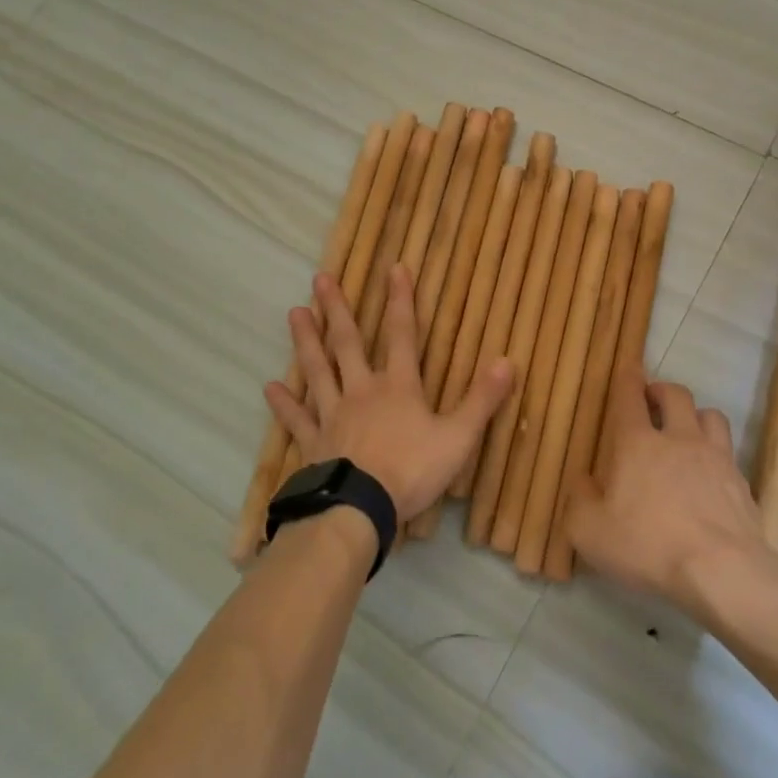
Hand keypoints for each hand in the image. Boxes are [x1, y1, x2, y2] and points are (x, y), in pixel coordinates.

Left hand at [266, 265, 513, 521]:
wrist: (359, 509)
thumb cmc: (412, 471)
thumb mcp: (459, 437)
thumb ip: (482, 400)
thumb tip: (507, 360)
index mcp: (399, 386)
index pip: (403, 334)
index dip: (401, 300)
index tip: (395, 268)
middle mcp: (362, 391)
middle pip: (348, 343)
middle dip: (337, 309)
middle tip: (320, 278)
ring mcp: (334, 415)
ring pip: (318, 370)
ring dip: (306, 342)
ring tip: (294, 313)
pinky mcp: (314, 442)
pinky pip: (297, 419)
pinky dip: (285, 404)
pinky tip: (270, 387)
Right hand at [562, 365, 763, 606]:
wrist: (722, 570)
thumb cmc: (648, 545)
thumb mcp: (590, 531)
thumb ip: (579, 499)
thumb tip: (582, 480)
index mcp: (637, 443)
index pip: (630, 396)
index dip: (628, 378)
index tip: (629, 368)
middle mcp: (678, 438)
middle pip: (675, 394)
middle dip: (662, 390)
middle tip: (653, 401)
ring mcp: (715, 457)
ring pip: (710, 415)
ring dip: (696, 416)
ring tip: (688, 431)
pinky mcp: (741, 481)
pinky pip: (729, 452)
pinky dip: (717, 452)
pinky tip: (711, 474)